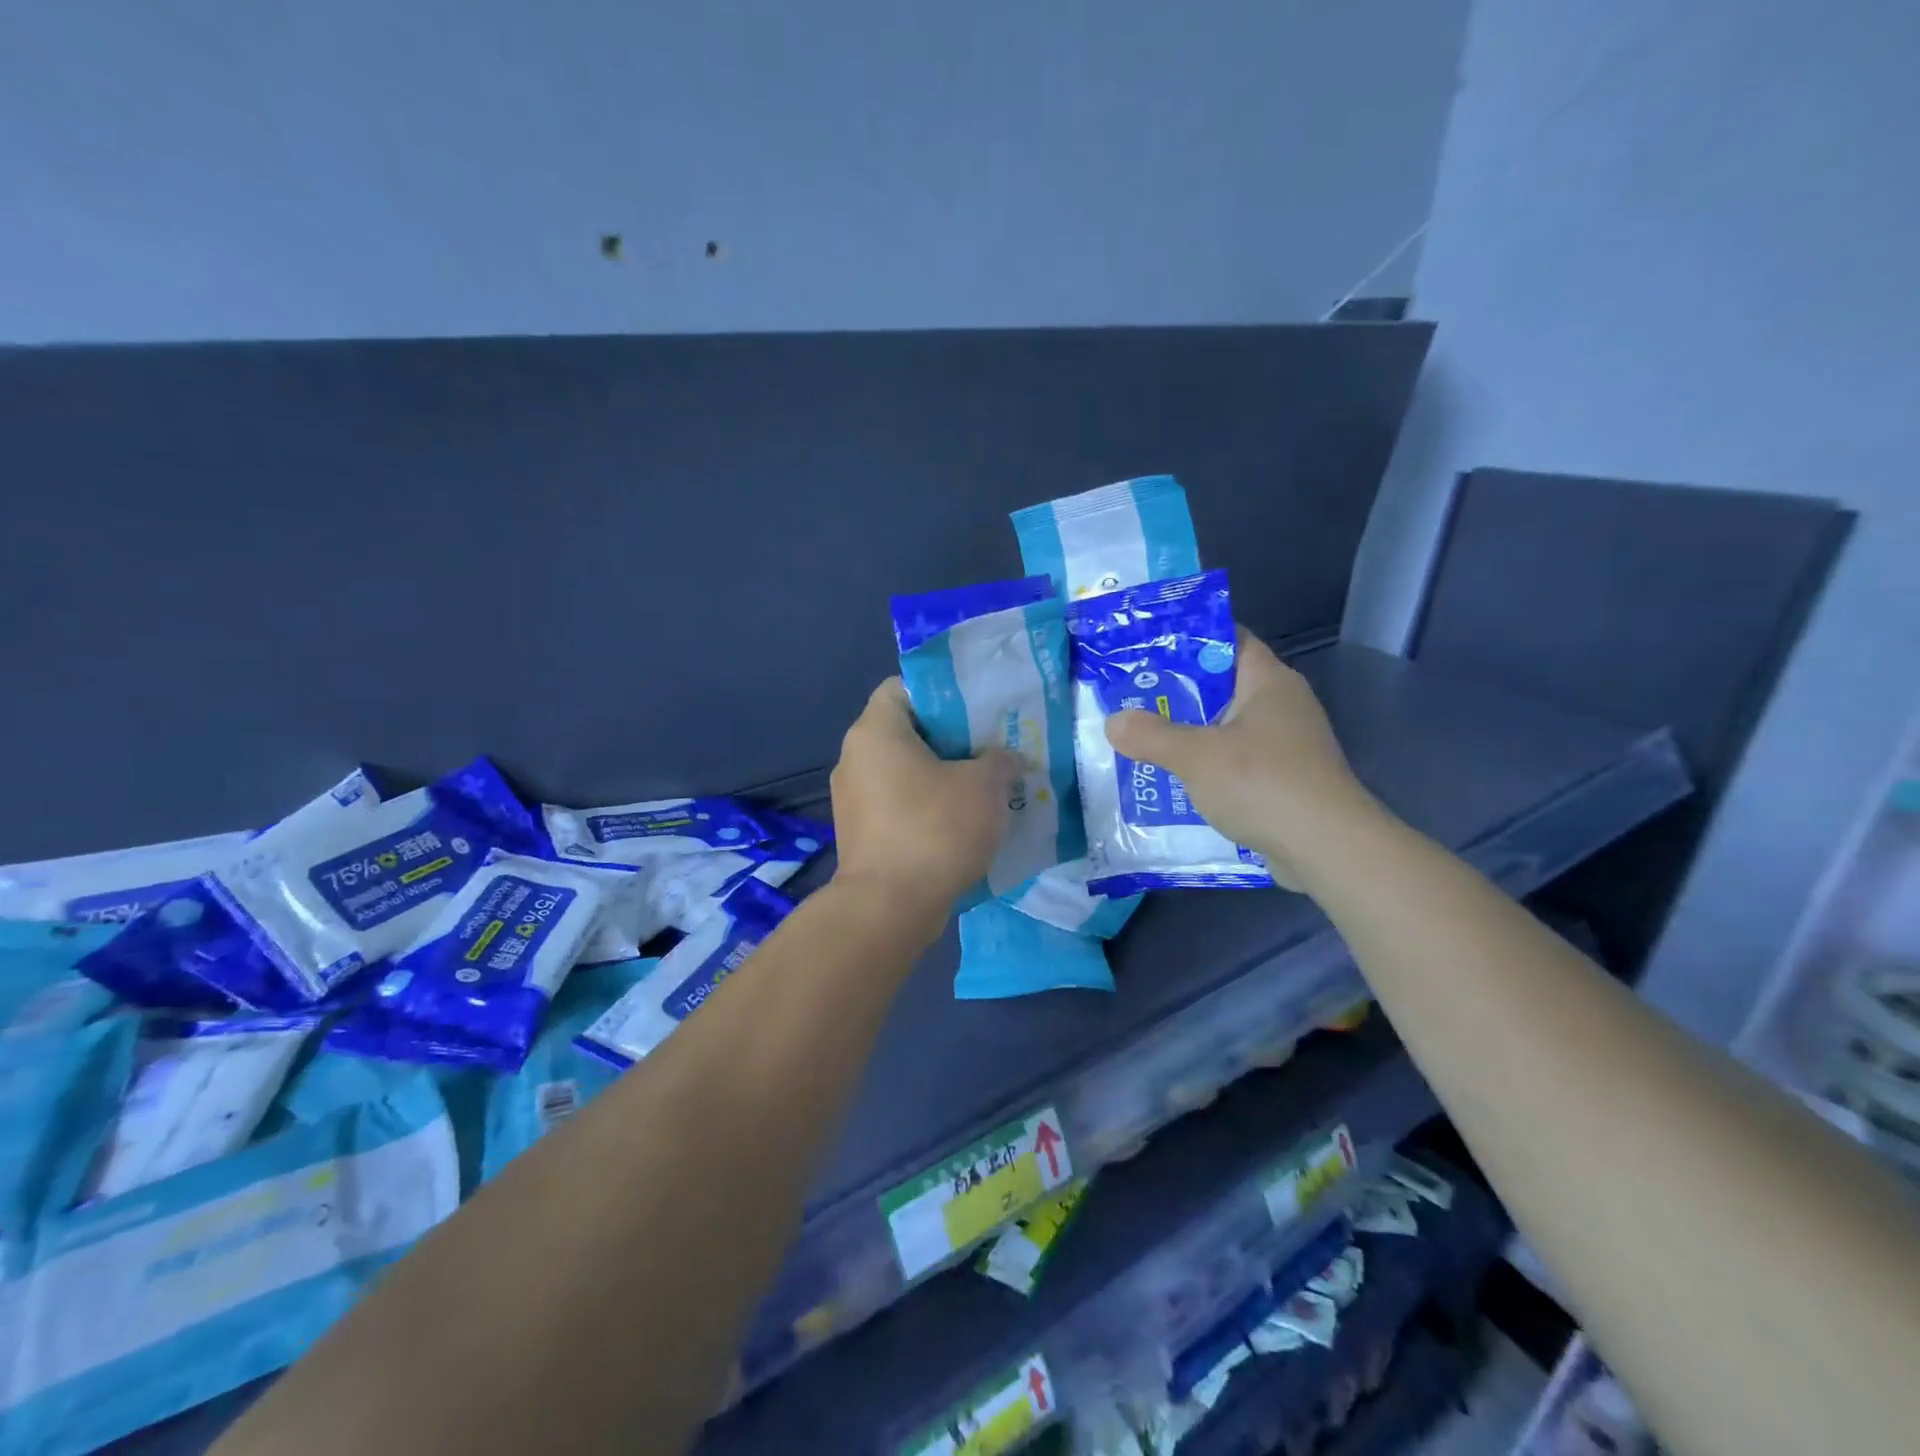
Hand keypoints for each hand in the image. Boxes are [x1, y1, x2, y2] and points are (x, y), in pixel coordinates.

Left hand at [830, 678, 1020, 915]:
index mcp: (875, 731)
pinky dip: (925, 808)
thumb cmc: (935, 830)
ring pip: (903, 772)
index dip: (942, 692)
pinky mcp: (860, 835)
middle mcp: (854, 758)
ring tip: (983, 788)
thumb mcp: (984, 786)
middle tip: (990, 748)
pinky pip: (897, 806)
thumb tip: (1004, 759)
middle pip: (906, 732)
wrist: (888, 908)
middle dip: (950, 739)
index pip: (903, 687)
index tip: (976, 710)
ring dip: (940, 777)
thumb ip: (1000, 761)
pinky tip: (960, 824)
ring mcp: (852, 799)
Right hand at [1104, 628, 1377, 890]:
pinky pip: (1238, 761)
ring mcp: (1288, 744)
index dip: (1186, 640)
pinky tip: (1176, 780)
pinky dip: (1208, 766)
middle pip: (1222, 685)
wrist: (1328, 849)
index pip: (1226, 640)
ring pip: (1227, 727)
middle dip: (1177, 693)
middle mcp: (1282, 704)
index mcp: (1268, 680)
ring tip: (1143, 739)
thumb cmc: (1263, 784)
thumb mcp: (1195, 755)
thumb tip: (1113, 722)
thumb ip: (1150, 735)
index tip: (1144, 650)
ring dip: (1189, 734)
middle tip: (1131, 697)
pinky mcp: (1287, 779)